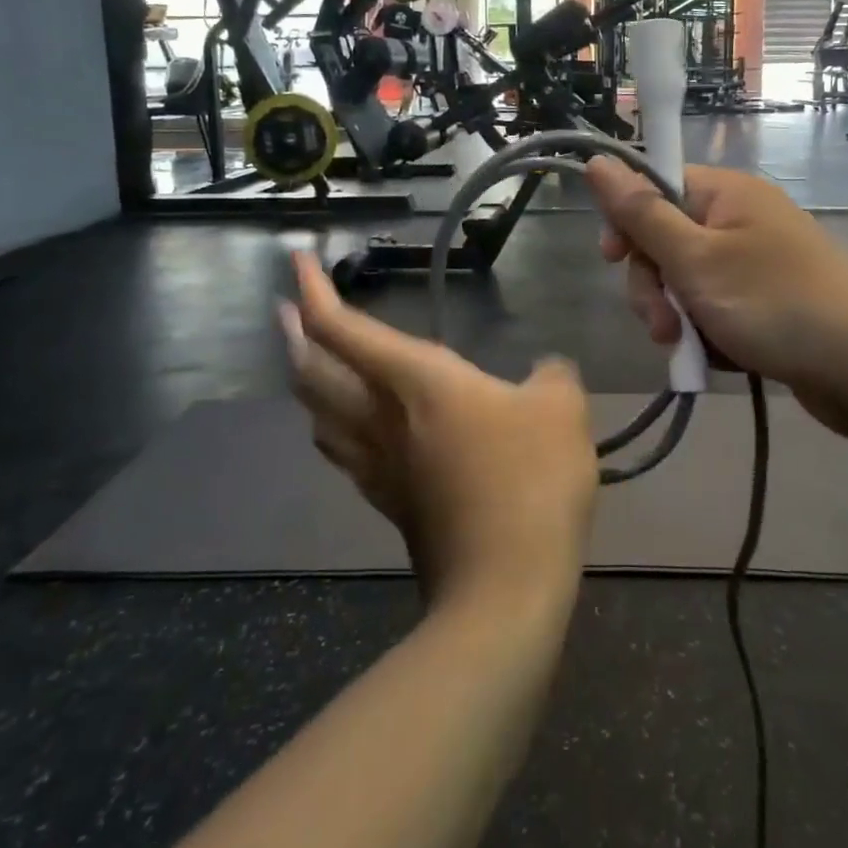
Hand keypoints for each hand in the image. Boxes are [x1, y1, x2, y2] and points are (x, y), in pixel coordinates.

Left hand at [281, 251, 598, 610]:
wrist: (504, 587)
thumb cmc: (530, 480)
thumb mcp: (561, 408)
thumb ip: (553, 375)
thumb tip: (546, 370)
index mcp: (415, 381)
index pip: (343, 328)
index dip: (313, 291)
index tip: (299, 260)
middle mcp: (382, 417)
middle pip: (313, 372)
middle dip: (294, 335)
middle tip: (286, 311)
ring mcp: (379, 465)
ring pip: (318, 416)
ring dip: (305, 382)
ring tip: (308, 365)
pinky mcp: (389, 503)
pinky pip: (343, 452)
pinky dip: (332, 427)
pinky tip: (349, 430)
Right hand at [583, 160, 847, 438]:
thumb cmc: (773, 303)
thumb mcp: (694, 259)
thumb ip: (640, 213)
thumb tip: (597, 161)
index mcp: (724, 193)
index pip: (654, 187)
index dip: (627, 222)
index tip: (613, 260)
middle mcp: (738, 219)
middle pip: (665, 241)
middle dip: (654, 286)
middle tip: (664, 325)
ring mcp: (753, 263)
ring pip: (685, 282)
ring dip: (677, 316)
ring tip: (691, 348)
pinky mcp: (764, 302)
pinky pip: (713, 308)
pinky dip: (707, 332)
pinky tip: (718, 356)